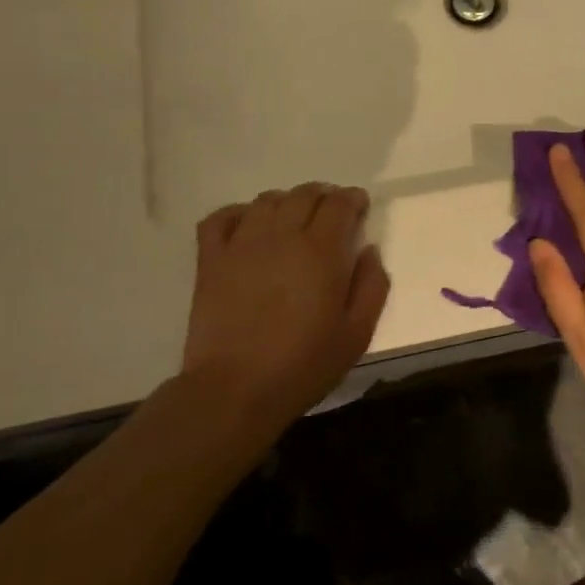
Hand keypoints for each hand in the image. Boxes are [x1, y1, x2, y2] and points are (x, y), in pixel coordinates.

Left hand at [183, 183, 389, 424]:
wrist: (234, 390)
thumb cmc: (303, 365)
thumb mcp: (357, 334)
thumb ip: (372, 286)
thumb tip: (369, 250)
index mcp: (322, 250)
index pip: (340, 203)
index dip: (353, 199)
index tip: (359, 208)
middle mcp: (282, 235)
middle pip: (305, 194)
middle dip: (324, 197)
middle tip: (331, 214)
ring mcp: (242, 243)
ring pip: (267, 200)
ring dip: (287, 202)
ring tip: (293, 220)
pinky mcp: (211, 259)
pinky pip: (221, 217)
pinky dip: (238, 213)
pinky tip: (248, 227)